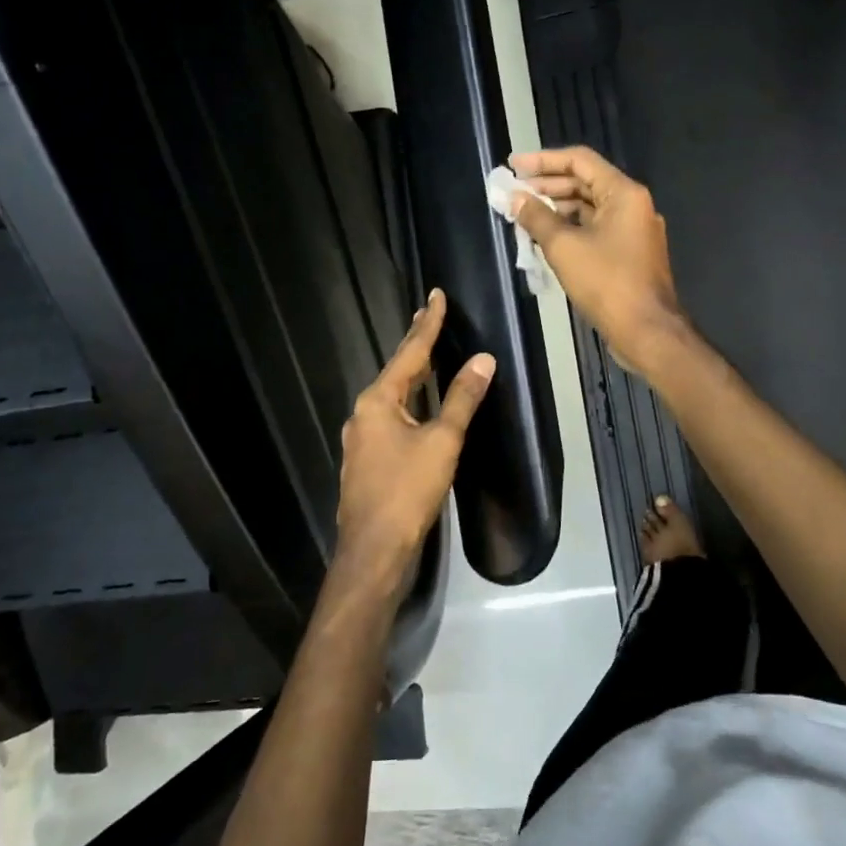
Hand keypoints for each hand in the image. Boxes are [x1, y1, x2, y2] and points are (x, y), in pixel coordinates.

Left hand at [331, 289, 495, 612]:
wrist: (374, 549)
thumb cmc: (407, 490)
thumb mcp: (441, 441)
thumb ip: (462, 399)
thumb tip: (483, 360)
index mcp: (378, 401)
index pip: (409, 353)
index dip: (427, 325)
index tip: (435, 296)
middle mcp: (363, 413)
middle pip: (397, 372)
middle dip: (416, 346)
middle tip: (432, 317)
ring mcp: (361, 438)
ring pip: (392, 396)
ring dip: (412, 375)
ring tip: (429, 355)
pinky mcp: (367, 460)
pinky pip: (391, 418)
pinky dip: (409, 402)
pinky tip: (418, 407)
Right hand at [509, 146, 688, 374]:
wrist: (646, 330)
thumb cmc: (606, 282)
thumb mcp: (564, 247)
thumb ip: (537, 218)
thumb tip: (516, 198)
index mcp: (624, 193)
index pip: (580, 161)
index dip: (543, 160)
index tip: (514, 166)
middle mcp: (633, 205)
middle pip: (585, 183)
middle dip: (547, 186)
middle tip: (514, 193)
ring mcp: (633, 231)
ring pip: (590, 209)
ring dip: (557, 209)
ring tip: (523, 216)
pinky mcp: (629, 254)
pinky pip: (596, 230)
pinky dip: (571, 229)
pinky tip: (545, 239)